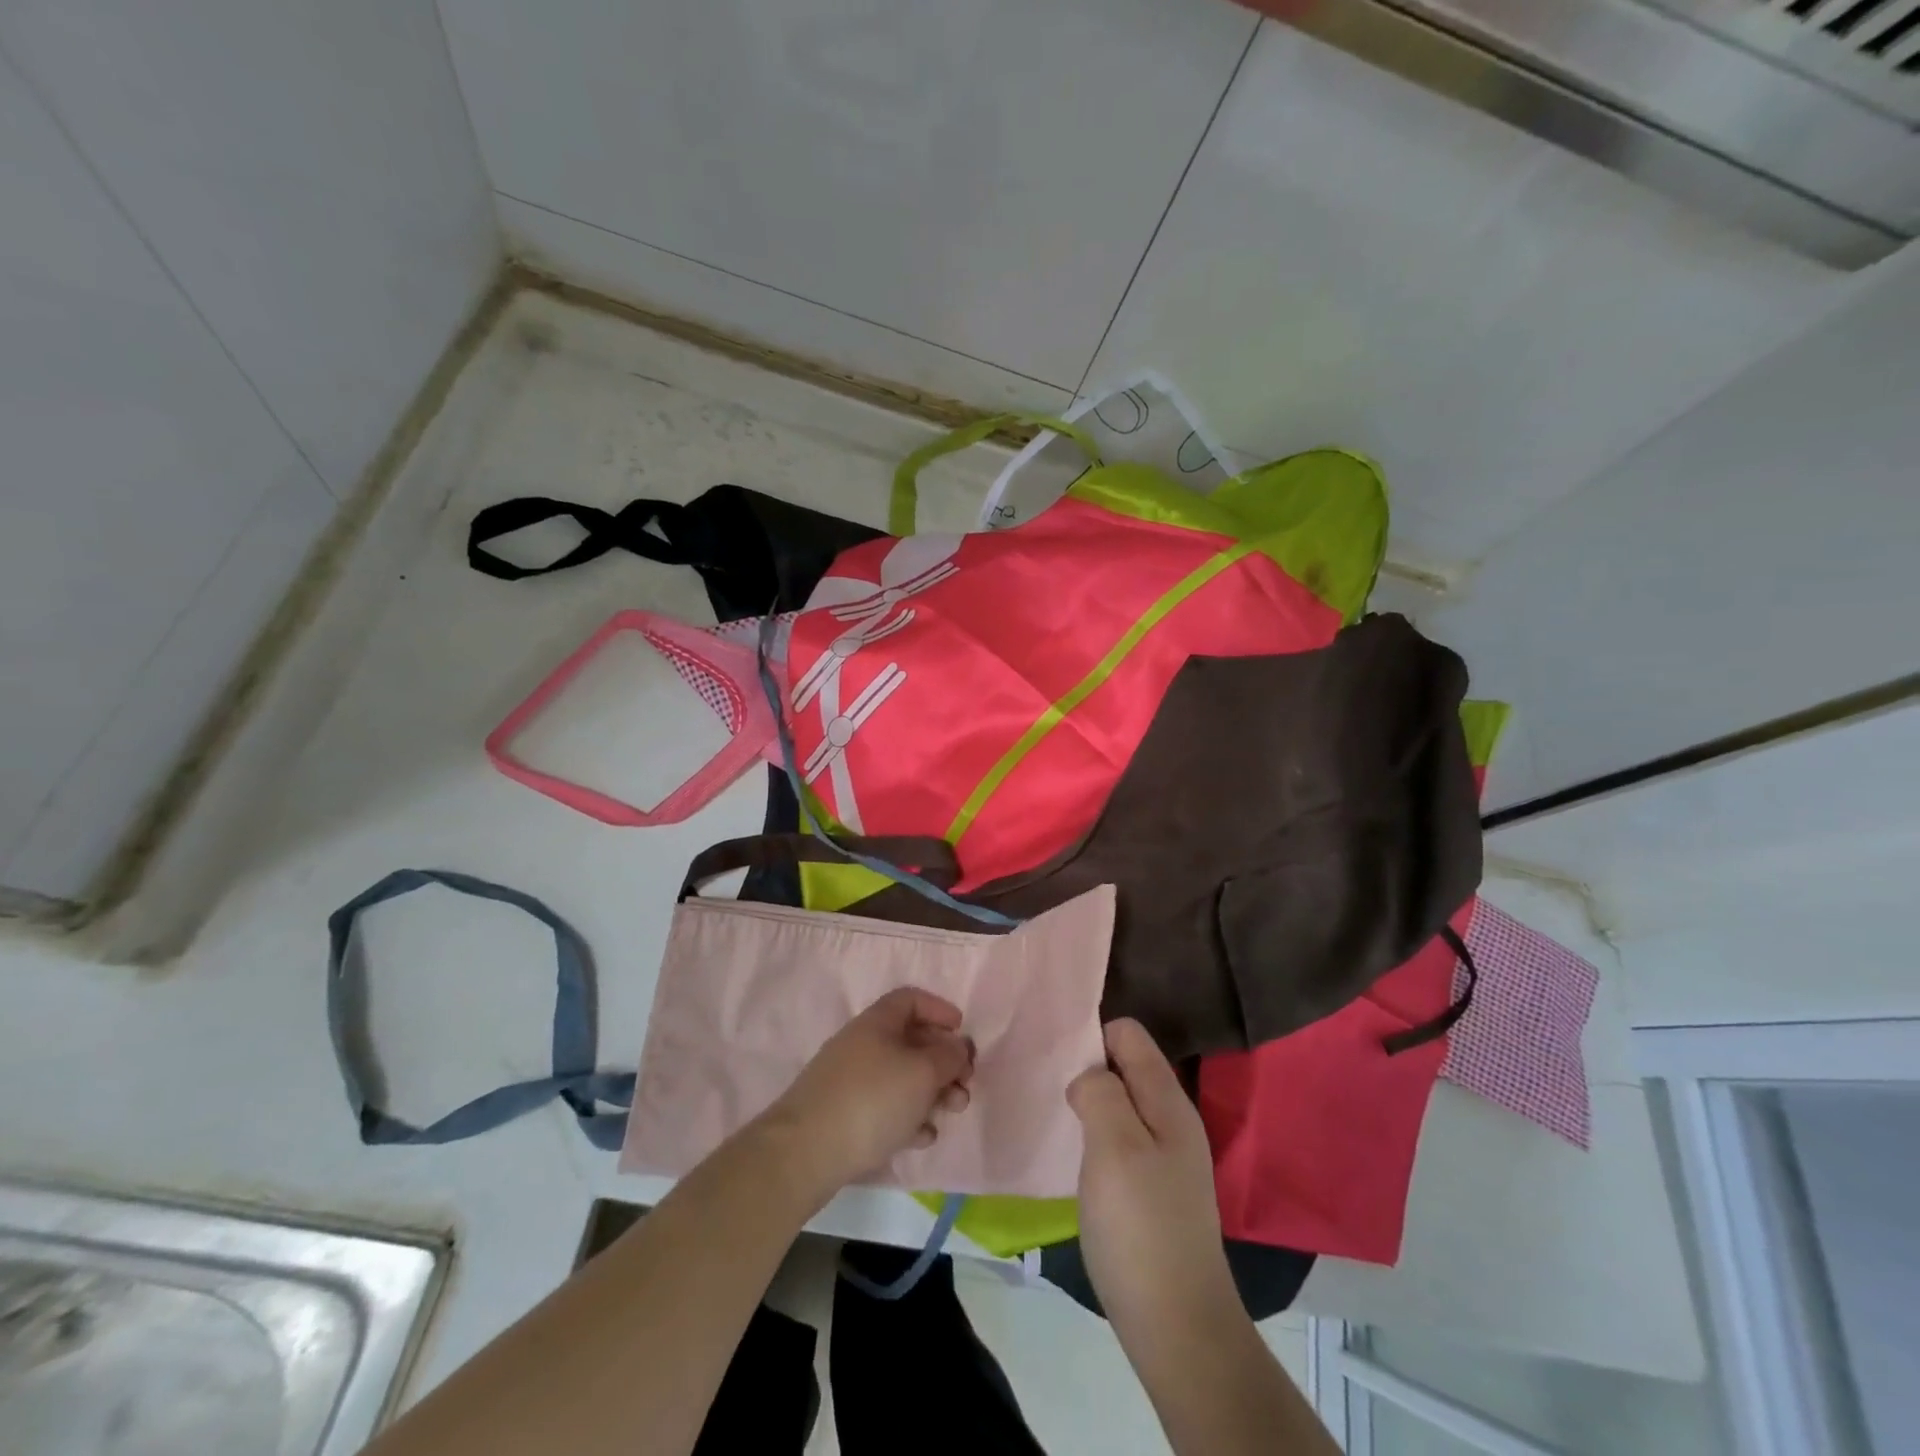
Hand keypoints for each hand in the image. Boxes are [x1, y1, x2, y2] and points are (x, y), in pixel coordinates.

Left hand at [756, 988, 974, 1200]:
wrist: (804, 1153)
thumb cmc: (871, 1100)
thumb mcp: (922, 1072)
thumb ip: (948, 1056)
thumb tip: (958, 1047)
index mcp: (877, 1022)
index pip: (910, 999)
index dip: (939, 1009)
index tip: (961, 1031)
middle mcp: (863, 1044)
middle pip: (911, 1041)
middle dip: (943, 1061)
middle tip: (965, 1084)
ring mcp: (851, 1081)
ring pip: (902, 1077)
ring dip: (932, 1092)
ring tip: (951, 1113)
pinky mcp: (845, 1116)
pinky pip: (886, 1108)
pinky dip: (909, 1117)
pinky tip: (921, 1138)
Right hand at [1068, 1019, 1236, 1336]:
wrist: (1177, 1326)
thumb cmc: (1140, 1228)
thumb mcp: (1114, 1147)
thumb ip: (1100, 1092)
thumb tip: (1088, 1075)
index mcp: (1168, 1100)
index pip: (1129, 1034)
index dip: (1093, 1038)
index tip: (1060, 1063)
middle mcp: (1171, 1119)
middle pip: (1125, 1066)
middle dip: (1088, 1070)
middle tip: (1052, 1091)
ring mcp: (1164, 1156)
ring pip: (1120, 1103)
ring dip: (1090, 1104)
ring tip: (1059, 1120)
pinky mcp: (1152, 1188)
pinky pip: (1120, 1139)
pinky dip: (1096, 1137)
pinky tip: (1077, 1158)